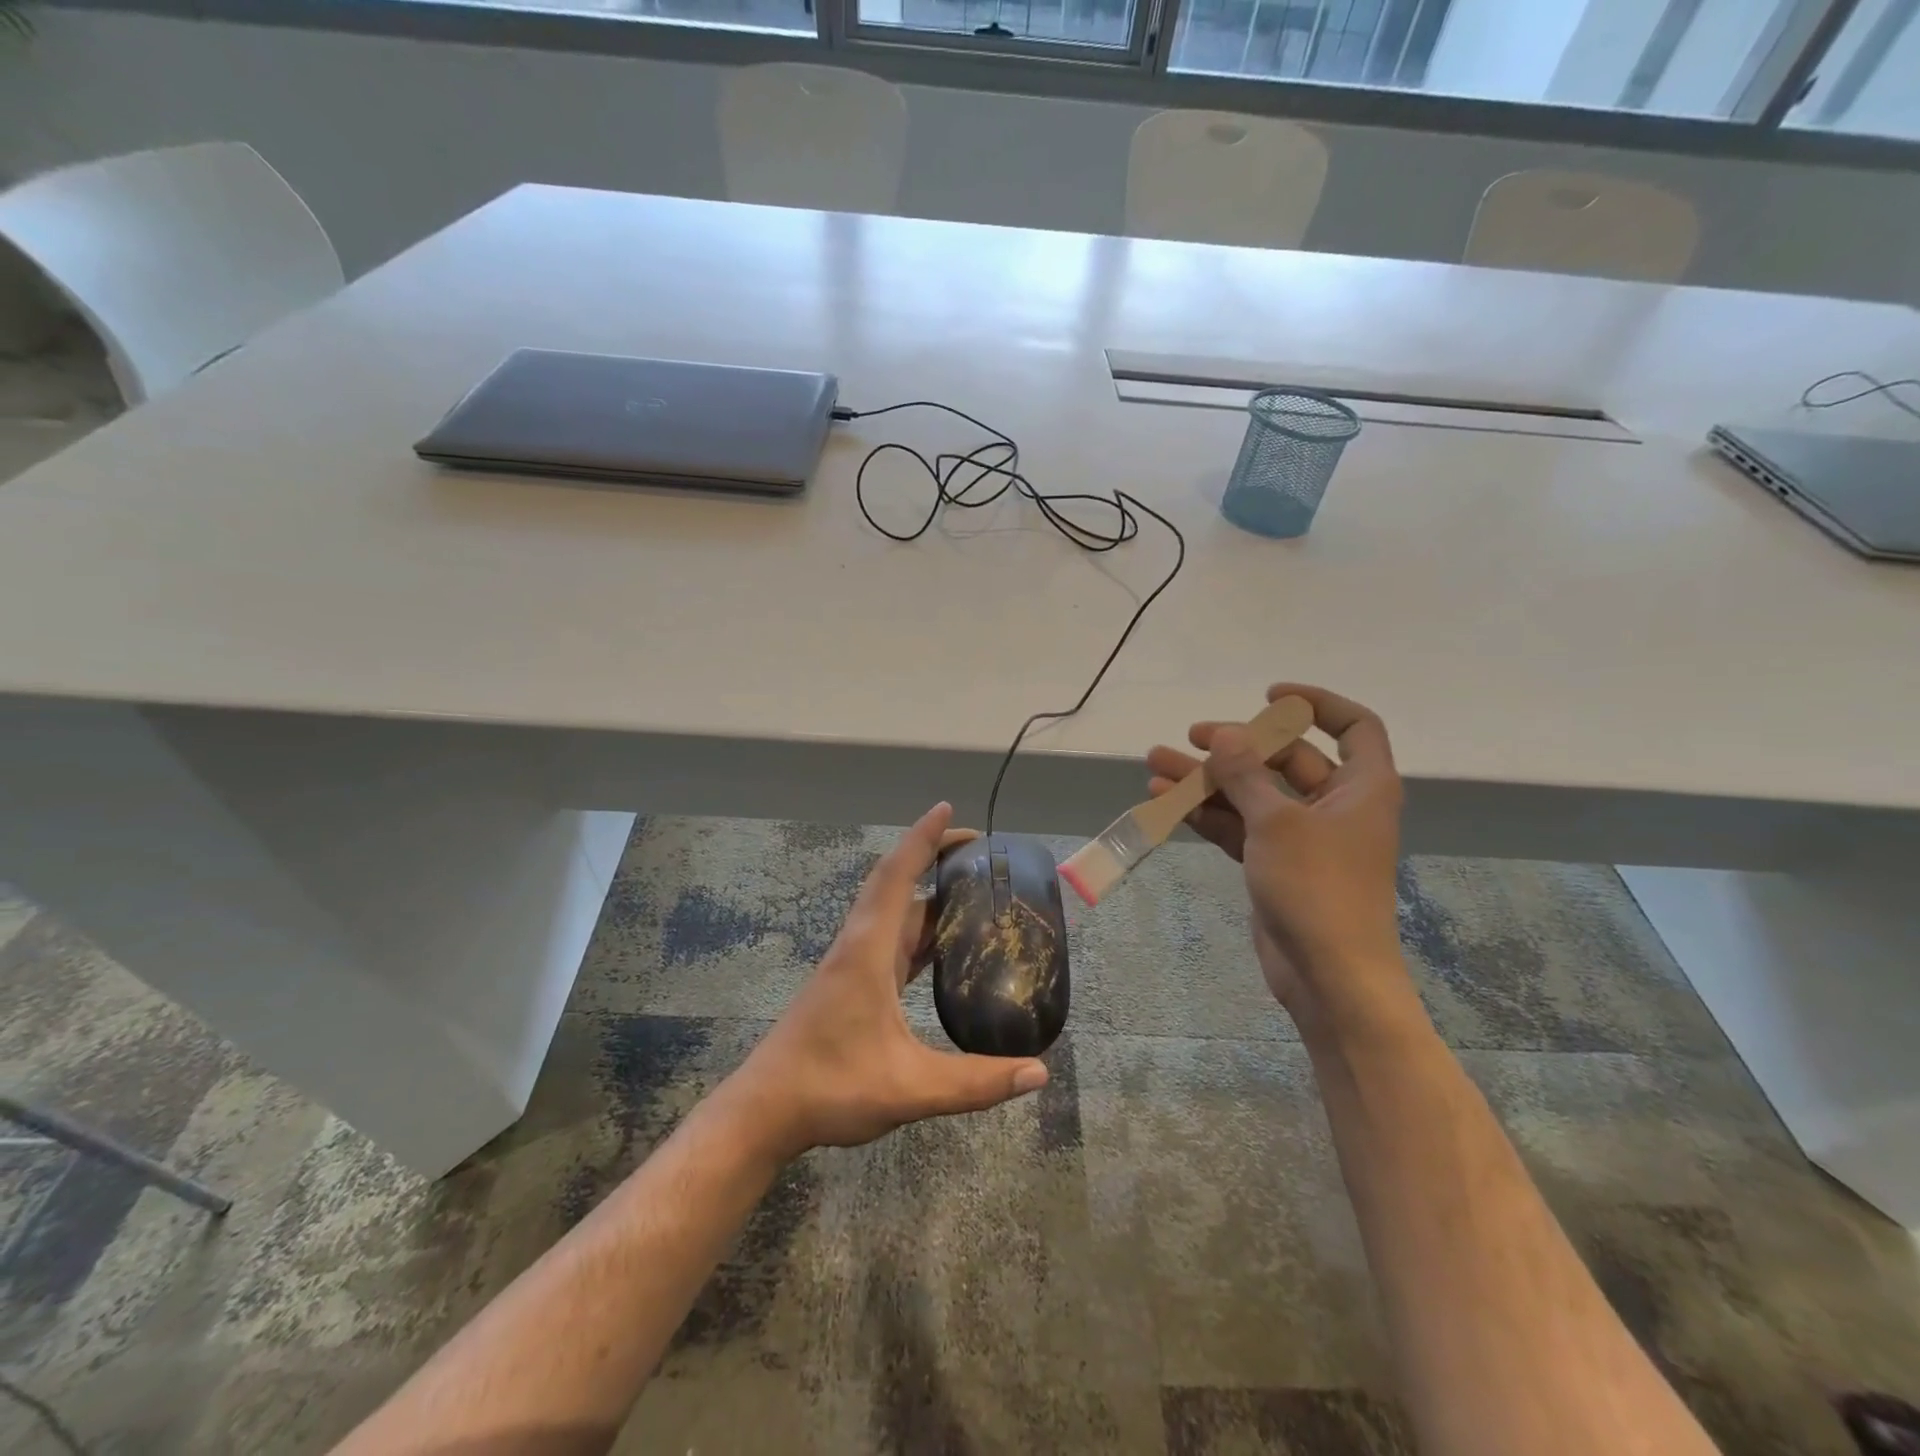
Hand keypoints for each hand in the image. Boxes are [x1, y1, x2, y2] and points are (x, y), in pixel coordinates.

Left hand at [728, 803, 1049, 1161]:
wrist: (765, 1110)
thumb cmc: (831, 1087)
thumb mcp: (909, 1088)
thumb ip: (975, 1082)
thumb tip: (1039, 1072)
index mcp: (868, 950)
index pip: (897, 876)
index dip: (922, 839)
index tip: (947, 810)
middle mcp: (859, 945)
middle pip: (895, 883)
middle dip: (931, 857)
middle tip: (978, 851)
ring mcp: (852, 964)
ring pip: (893, 912)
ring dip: (926, 893)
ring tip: (971, 888)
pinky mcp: (851, 983)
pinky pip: (891, 939)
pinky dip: (918, 928)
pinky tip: (943, 944)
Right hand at [1146, 684, 1410, 1020]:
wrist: (1327, 976)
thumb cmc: (1317, 888)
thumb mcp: (1277, 822)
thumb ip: (1246, 774)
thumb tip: (1223, 733)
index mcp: (1361, 787)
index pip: (1353, 726)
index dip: (1316, 703)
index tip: (1270, 696)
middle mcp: (1335, 805)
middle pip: (1285, 759)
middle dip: (1235, 746)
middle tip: (1191, 736)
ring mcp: (1302, 837)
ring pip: (1251, 793)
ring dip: (1207, 779)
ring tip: (1155, 763)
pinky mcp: (1274, 864)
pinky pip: (1239, 825)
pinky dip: (1207, 813)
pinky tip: (1166, 800)